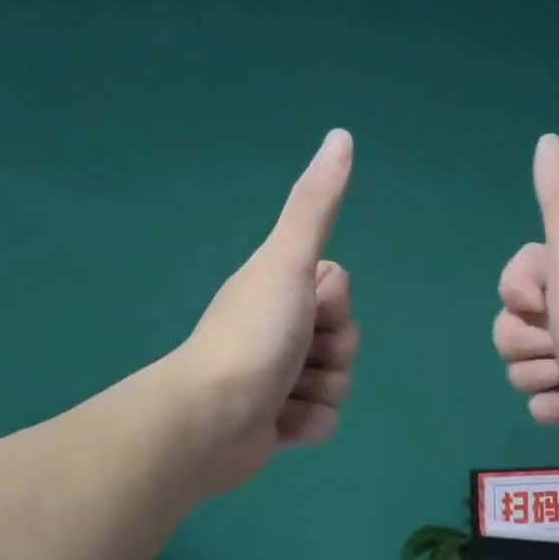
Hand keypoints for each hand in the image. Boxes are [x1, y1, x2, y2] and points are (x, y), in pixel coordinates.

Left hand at [179, 129, 360, 492]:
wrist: (211, 420)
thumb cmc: (251, 337)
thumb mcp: (287, 264)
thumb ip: (316, 207)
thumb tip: (341, 135)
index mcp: (279, 289)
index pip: (341, 290)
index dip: (334, 304)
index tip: (305, 309)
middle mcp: (280, 328)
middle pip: (347, 338)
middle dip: (331, 354)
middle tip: (293, 355)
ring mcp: (279, 377)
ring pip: (339, 382)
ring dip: (319, 392)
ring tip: (281, 395)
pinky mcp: (279, 421)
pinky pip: (324, 420)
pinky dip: (308, 424)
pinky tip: (280, 424)